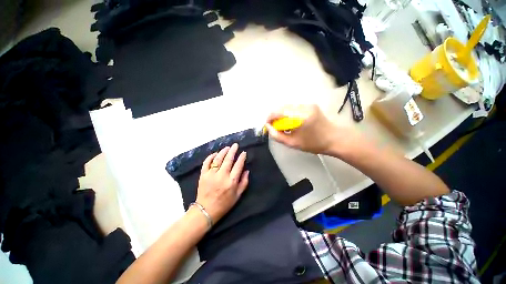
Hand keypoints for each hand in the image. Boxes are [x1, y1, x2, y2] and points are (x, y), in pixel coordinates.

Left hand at [195, 143, 248, 222]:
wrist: (206, 210)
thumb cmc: (224, 204)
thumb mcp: (238, 195)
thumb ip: (244, 182)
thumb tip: (247, 170)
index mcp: (231, 181)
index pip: (238, 165)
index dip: (242, 157)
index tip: (243, 152)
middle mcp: (222, 176)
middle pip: (228, 159)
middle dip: (233, 150)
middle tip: (235, 145)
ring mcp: (211, 174)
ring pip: (218, 159)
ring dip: (223, 151)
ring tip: (227, 147)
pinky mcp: (203, 175)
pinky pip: (206, 163)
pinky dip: (210, 157)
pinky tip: (215, 154)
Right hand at [265, 105, 340, 154]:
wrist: (334, 138)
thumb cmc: (313, 144)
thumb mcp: (293, 143)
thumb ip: (277, 136)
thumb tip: (268, 127)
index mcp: (300, 117)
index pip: (279, 112)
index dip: (270, 117)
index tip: (267, 125)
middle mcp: (304, 107)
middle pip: (282, 107)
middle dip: (275, 116)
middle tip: (274, 126)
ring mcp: (308, 104)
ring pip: (287, 106)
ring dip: (281, 114)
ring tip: (282, 125)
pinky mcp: (310, 105)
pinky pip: (294, 107)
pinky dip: (288, 113)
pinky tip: (290, 121)